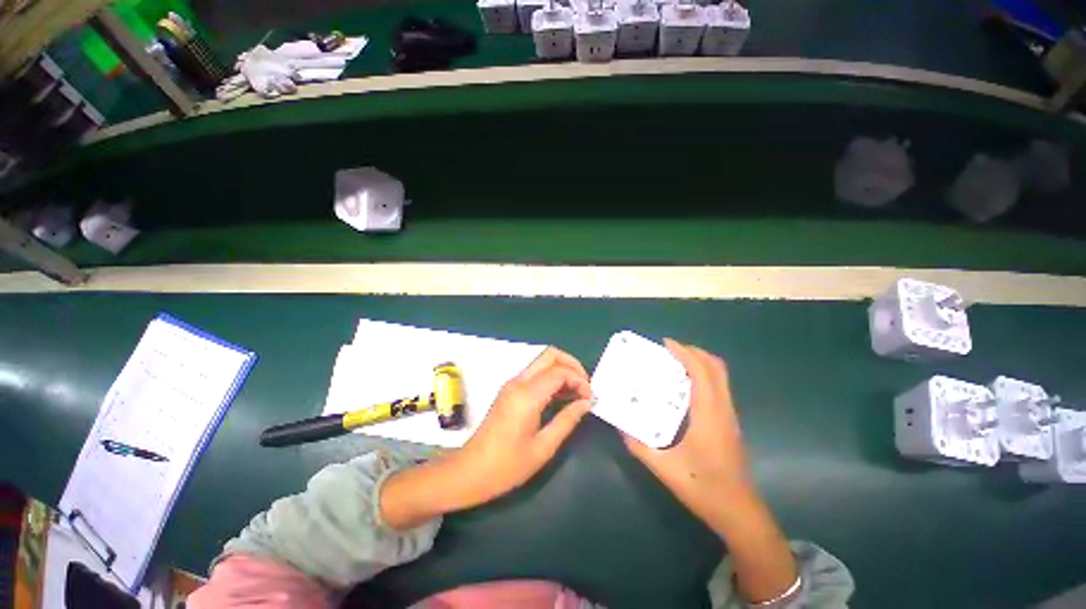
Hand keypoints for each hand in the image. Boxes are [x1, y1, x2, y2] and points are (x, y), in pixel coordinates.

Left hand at [381, 347, 590, 528]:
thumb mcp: (543, 448)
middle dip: (572, 365)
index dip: (579, 380)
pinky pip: (535, 374)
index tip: (590, 398)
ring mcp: (512, 384)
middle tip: (585, 387)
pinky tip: (561, 398)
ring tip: (577, 394)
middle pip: (550, 355)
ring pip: (542, 362)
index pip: (559, 371)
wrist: (469, 472)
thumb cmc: (506, 466)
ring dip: (562, 371)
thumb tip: (587, 402)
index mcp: (527, 395)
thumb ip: (567, 420)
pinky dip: (551, 378)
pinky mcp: (509, 390)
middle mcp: (518, 382)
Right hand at [623, 339, 753, 530]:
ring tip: (676, 363)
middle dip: (694, 352)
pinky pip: (719, 388)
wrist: (739, 512)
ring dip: (700, 363)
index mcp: (708, 414)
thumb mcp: (663, 467)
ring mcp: (729, 415)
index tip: (666, 343)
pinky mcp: (729, 423)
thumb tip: (620, 426)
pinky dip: (704, 376)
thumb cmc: (703, 487)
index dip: (685, 352)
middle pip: (716, 367)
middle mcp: (722, 408)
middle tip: (671, 350)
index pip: (701, 371)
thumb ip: (638, 445)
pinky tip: (685, 388)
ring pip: (721, 377)